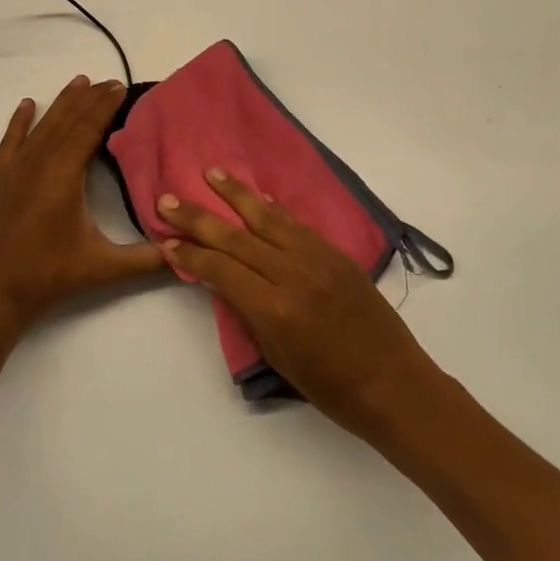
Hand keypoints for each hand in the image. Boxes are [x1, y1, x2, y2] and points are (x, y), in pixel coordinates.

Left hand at [0, 75, 163, 339]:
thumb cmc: (48, 277)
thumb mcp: (102, 268)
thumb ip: (146, 259)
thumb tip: (183, 251)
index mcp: (64, 176)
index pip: (88, 130)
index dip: (105, 107)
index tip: (120, 87)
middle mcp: (38, 163)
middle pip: (67, 121)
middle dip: (89, 99)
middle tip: (110, 81)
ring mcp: (13, 169)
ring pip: (42, 126)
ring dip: (62, 103)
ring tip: (79, 81)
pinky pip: (9, 140)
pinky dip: (20, 120)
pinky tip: (28, 104)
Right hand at [157, 168, 443, 441]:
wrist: (394, 383)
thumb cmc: (331, 387)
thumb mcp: (277, 356)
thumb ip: (249, 312)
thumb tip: (225, 279)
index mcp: (274, 307)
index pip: (220, 269)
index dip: (190, 254)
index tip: (165, 240)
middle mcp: (293, 273)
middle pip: (235, 237)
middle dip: (198, 218)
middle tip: (167, 199)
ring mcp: (317, 258)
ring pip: (267, 218)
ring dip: (236, 194)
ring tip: (211, 173)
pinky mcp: (335, 252)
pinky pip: (296, 223)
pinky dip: (273, 208)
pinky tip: (257, 197)